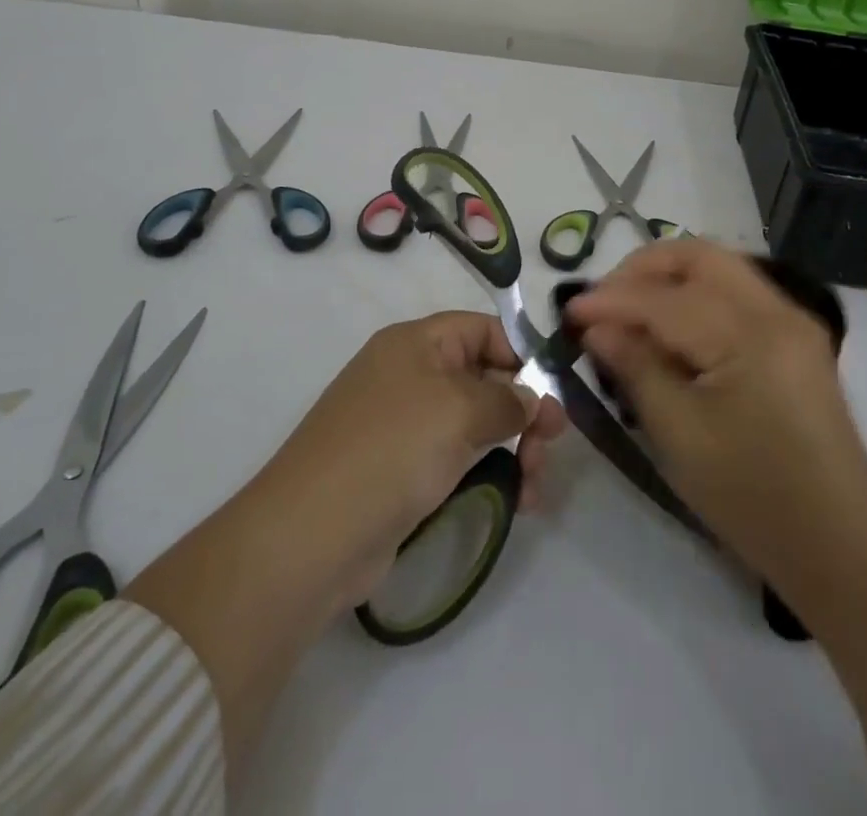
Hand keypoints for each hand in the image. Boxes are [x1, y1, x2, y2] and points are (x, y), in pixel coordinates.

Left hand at [259, 310, 567, 603]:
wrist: (311, 536)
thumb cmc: (392, 450)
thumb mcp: (460, 411)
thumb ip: (508, 400)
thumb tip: (532, 400)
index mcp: (416, 343)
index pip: (483, 329)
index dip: (522, 354)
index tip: (555, 392)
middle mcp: (410, 375)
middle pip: (484, 378)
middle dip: (524, 409)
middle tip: (552, 446)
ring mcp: (405, 426)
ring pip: (476, 423)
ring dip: (515, 448)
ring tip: (535, 487)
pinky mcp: (403, 472)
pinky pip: (459, 459)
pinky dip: (490, 473)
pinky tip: (517, 501)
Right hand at [567, 240, 866, 603]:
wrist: (841, 543)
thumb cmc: (752, 498)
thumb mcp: (680, 436)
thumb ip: (636, 367)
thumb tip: (596, 327)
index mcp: (750, 336)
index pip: (665, 299)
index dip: (611, 301)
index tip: (568, 312)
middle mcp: (776, 311)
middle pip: (699, 255)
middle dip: (643, 268)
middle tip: (603, 301)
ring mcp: (792, 319)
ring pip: (719, 266)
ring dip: (669, 276)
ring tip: (629, 310)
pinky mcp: (795, 336)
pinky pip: (736, 291)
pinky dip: (696, 293)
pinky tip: (670, 325)